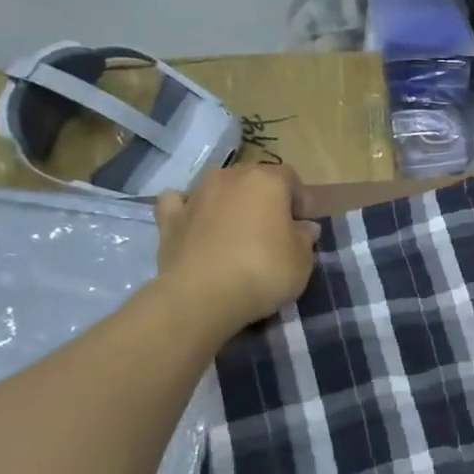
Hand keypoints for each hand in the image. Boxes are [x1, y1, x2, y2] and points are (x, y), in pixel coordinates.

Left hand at [152, 164, 320, 336]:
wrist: (203, 296)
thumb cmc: (264, 271)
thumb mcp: (302, 260)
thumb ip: (304, 238)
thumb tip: (304, 227)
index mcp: (266, 181)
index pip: (290, 177)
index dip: (299, 199)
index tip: (303, 225)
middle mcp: (229, 178)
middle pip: (252, 179)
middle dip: (264, 199)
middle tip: (273, 230)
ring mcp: (196, 195)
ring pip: (217, 188)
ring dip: (229, 203)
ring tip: (237, 232)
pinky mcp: (169, 219)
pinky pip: (179, 203)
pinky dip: (188, 209)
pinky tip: (195, 223)